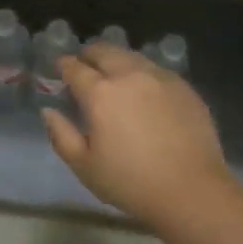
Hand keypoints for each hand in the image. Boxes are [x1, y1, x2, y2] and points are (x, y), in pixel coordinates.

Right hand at [43, 43, 230, 229]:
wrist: (193, 192)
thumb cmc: (132, 183)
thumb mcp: (85, 167)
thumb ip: (61, 135)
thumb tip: (49, 111)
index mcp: (100, 92)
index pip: (75, 68)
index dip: (64, 66)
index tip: (60, 69)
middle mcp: (128, 75)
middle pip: (104, 51)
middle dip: (90, 55)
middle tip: (86, 67)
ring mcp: (159, 78)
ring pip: (131, 56)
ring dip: (117, 61)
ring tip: (115, 76)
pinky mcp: (184, 87)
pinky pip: (156, 70)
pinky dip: (143, 74)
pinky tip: (145, 92)